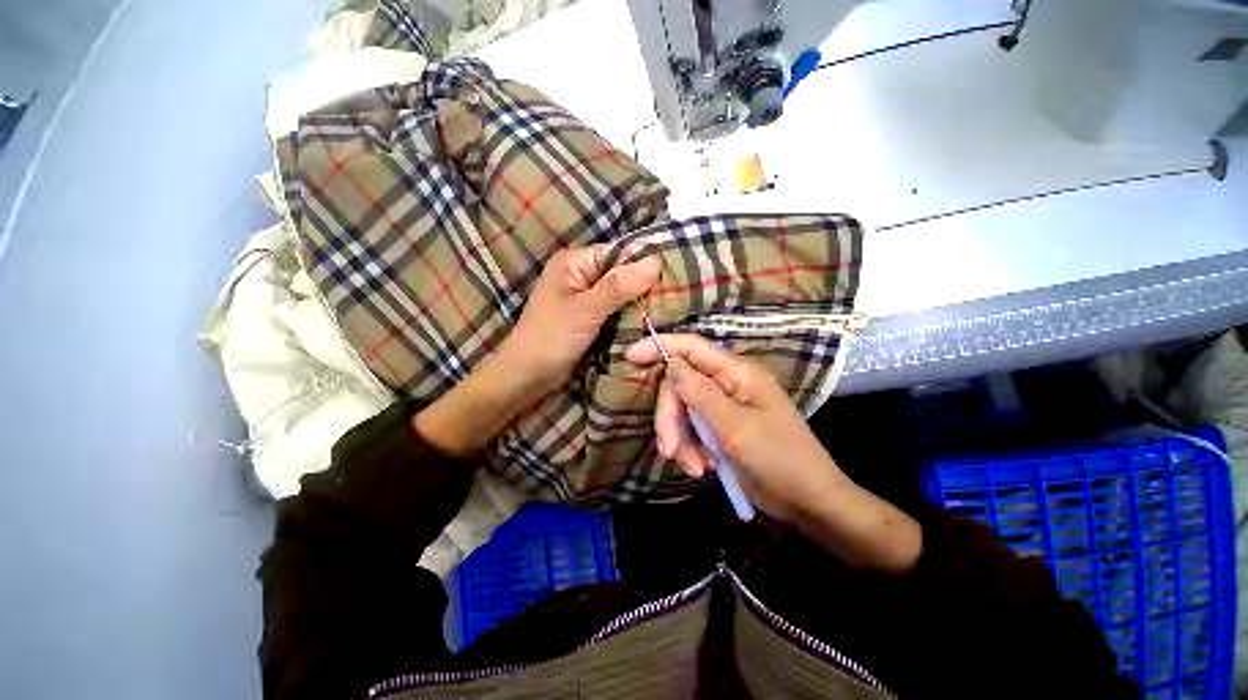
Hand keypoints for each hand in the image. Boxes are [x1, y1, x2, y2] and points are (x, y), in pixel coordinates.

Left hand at [414, 246, 657, 457]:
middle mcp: (582, 274)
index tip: (677, 272)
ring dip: (641, 301)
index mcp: (575, 262)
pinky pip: (618, 309)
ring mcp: (588, 297)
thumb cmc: (550, 339)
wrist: (528, 376)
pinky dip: (633, 314)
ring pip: (623, 293)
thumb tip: (655, 260)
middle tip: (680, 292)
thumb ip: (618, 286)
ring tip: (674, 305)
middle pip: (622, 272)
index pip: (619, 253)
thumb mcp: (585, 310)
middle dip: (646, 284)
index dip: (645, 262)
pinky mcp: (592, 317)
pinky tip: (653, 318)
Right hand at [625, 334, 842, 522]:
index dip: (660, 347)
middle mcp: (727, 384)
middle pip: (681, 385)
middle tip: (669, 449)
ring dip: (680, 439)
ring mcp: (722, 407)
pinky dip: (690, 449)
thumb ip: (700, 393)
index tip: (629, 355)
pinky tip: (701, 469)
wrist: (807, 503)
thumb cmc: (779, 459)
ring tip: (692, 467)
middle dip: (670, 417)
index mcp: (737, 373)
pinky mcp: (720, 429)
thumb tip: (670, 363)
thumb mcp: (735, 427)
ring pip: (683, 411)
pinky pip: (692, 430)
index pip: (692, 348)